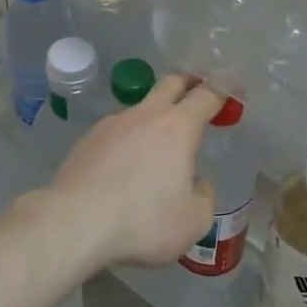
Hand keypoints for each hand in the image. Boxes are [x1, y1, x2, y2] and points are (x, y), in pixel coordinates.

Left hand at [39, 76, 219, 270]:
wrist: (74, 222)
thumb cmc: (143, 221)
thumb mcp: (193, 221)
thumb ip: (203, 197)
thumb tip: (196, 184)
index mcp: (178, 127)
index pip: (206, 96)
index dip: (222, 89)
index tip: (232, 87)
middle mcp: (146, 114)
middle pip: (170, 84)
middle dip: (187, 84)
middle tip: (197, 94)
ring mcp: (112, 124)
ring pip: (140, 107)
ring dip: (154, 115)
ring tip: (157, 143)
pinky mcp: (87, 140)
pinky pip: (116, 130)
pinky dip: (128, 139)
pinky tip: (124, 164)